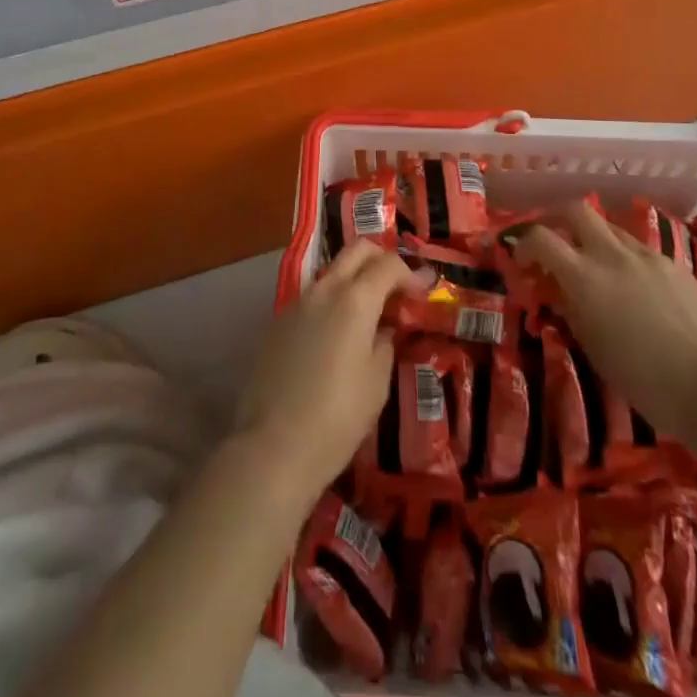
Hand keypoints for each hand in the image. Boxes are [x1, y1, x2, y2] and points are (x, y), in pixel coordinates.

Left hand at [235, 241, 416, 504]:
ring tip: (369, 313)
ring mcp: (296, 302)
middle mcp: (324, 289)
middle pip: (357, 251)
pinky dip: (332, 302)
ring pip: (332, 271)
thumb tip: (386, 327)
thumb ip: (385, 343)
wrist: (272, 446)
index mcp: (354, 299)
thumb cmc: (337, 417)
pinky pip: (312, 297)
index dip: (411, 274)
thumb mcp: (376, 382)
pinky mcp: (277, 321)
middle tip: (397, 288)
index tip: (424, 292)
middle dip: (381, 260)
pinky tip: (337, 334)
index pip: (388, 264)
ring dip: (354, 279)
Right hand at [507, 200, 696, 444]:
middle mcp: (613, 255)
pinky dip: (625, 258)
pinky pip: (640, 249)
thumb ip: (573, 310)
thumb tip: (562, 292)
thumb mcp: (594, 349)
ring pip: (611, 228)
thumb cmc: (645, 381)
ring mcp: (647, 256)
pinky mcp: (674, 264)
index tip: (521, 260)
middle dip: (558, 220)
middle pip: (577, 210)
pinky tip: (636, 289)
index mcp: (585, 278)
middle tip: (555, 244)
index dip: (524, 243)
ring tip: (597, 270)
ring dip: (594, 239)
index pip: (541, 238)